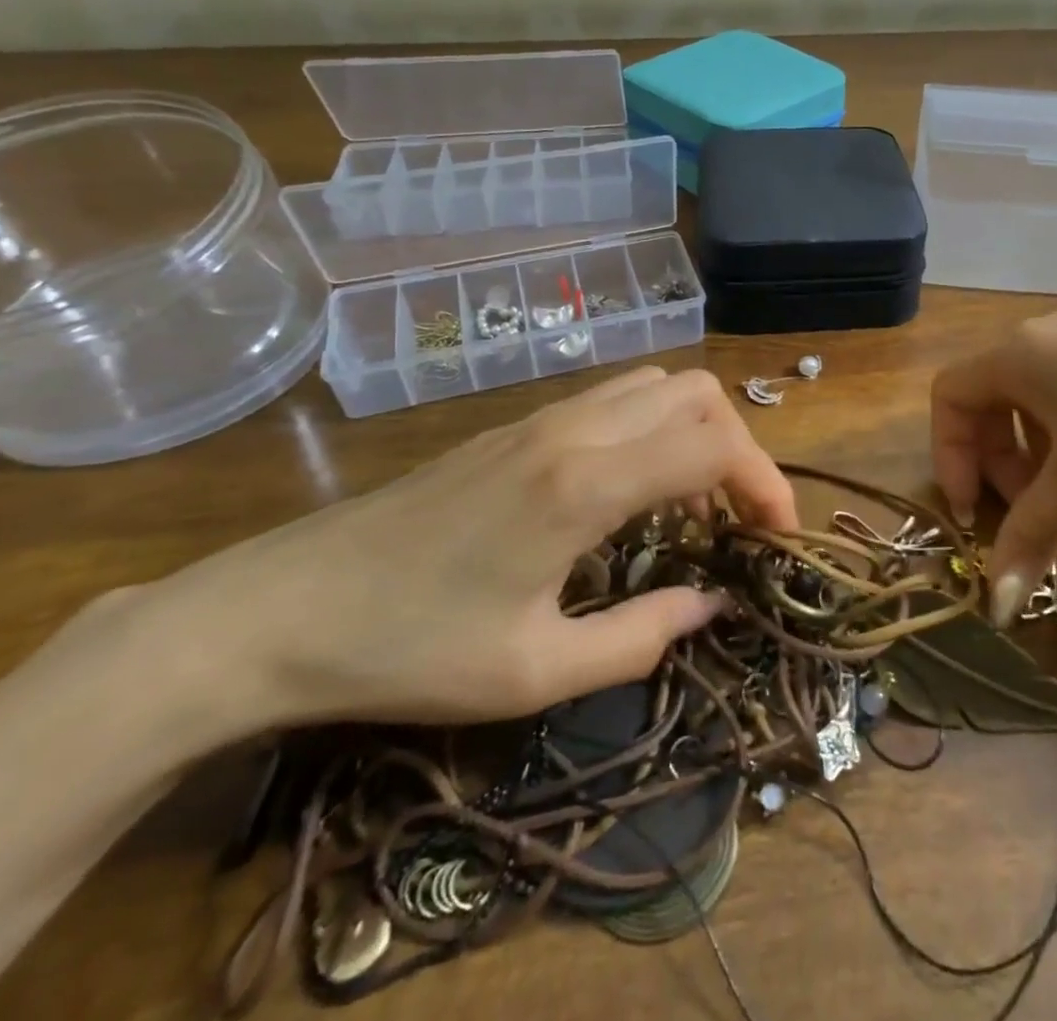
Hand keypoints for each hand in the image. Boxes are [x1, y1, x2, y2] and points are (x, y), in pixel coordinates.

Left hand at [155, 366, 797, 729]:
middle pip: (697, 393)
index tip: (777, 538)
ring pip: (658, 384)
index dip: (765, 483)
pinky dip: (656, 428)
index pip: (715, 445)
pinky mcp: (518, 425)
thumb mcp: (535, 673)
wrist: (279, 610)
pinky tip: (637, 489)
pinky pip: (617, 399)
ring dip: (698, 431)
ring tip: (695, 504)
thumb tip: (710, 605)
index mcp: (586, 483)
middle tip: (738, 519)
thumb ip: (640, 638)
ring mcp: (543, 418)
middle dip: (740, 448)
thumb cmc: (409, 649)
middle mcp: (575, 429)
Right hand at [930, 309, 1056, 622]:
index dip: (949, 456)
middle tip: (1029, 510)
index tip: (976, 511)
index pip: (949, 396)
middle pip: (989, 397)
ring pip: (1034, 397)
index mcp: (1016, 353)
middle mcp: (1044, 335)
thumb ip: (1029, 536)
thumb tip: (994, 606)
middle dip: (995, 460)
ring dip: (1033, 451)